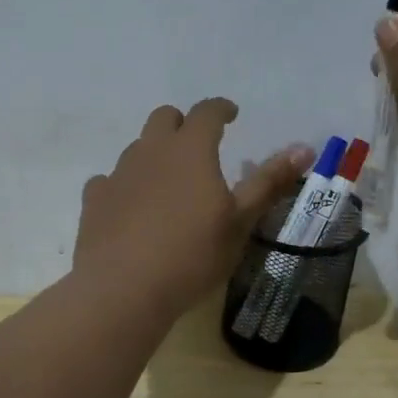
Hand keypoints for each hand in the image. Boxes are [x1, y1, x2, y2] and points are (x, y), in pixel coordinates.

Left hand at [74, 99, 312, 321]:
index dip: (221, 109)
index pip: (207, 112)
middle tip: (198, 146)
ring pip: (137, 148)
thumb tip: (303, 148)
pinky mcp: (94, 200)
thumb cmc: (192, 255)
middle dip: (182, 124)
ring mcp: (118, 174)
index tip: (231, 114)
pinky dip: (125, 186)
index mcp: (190, 150)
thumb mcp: (240, 222)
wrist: (124, 289)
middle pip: (164, 118)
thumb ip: (269, 182)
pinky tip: (131, 208)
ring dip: (155, 155)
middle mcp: (150, 151)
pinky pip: (110, 180)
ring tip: (168, 184)